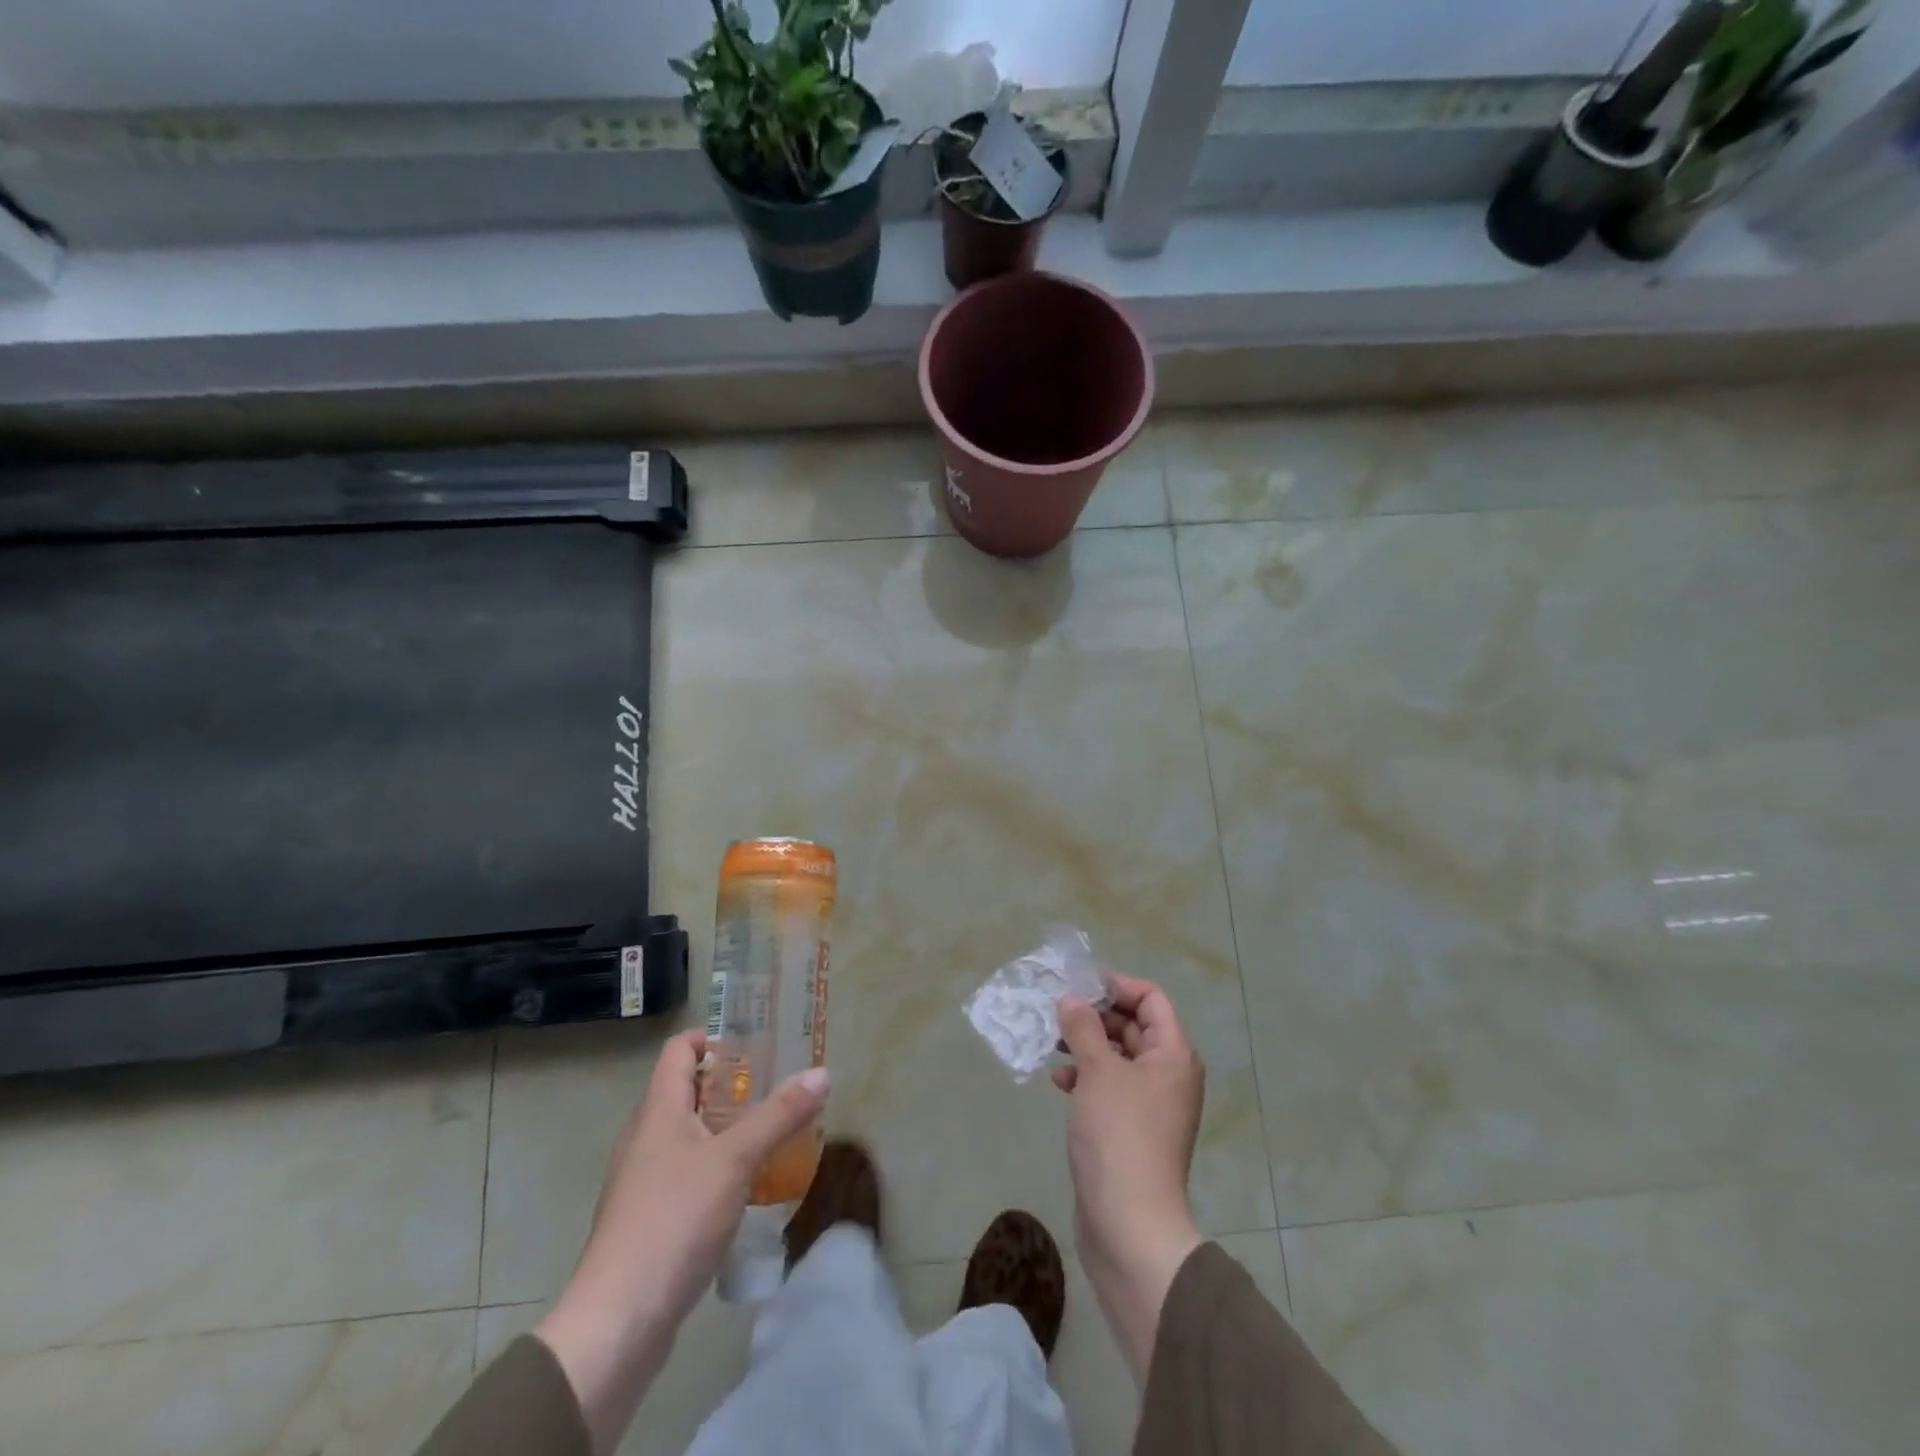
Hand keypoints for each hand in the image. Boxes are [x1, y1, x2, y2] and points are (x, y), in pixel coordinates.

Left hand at [535, 1030, 829, 1453]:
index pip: (680, 1049)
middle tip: (778, 1086)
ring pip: (691, 1135)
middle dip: (733, 1084)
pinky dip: (719, 1168)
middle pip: (688, 1091)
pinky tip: (750, 1186)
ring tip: (773, 1132)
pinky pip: (689, 1174)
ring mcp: (644, 1181)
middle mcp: (646, 1137)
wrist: (618, 1323)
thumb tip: (821, 1073)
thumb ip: (779, 1115)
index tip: (756, 1044)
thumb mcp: (735, 1160)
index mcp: (658, 1111)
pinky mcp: (651, 1220)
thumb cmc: (673, 1221)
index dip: (714, 1037)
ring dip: (729, 1128)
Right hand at [1053, 975, 1204, 1384]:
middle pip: (1133, 1026)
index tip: (1078, 986)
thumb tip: (1071, 999)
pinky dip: (1086, 1077)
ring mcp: (1150, 1105)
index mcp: (1173, 1055)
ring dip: (1086, 1046)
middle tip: (1056, 1012)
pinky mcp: (1131, 1130)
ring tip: (1052, 1043)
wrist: (1129, 1226)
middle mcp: (1168, 1075)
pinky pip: (1109, 1087)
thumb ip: (1083, 1028)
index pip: (1151, 999)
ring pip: (1117, 1057)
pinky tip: (1059, 1082)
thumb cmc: (1119, 1136)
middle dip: (1095, 1016)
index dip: (1116, 986)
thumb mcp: (1098, 1072)